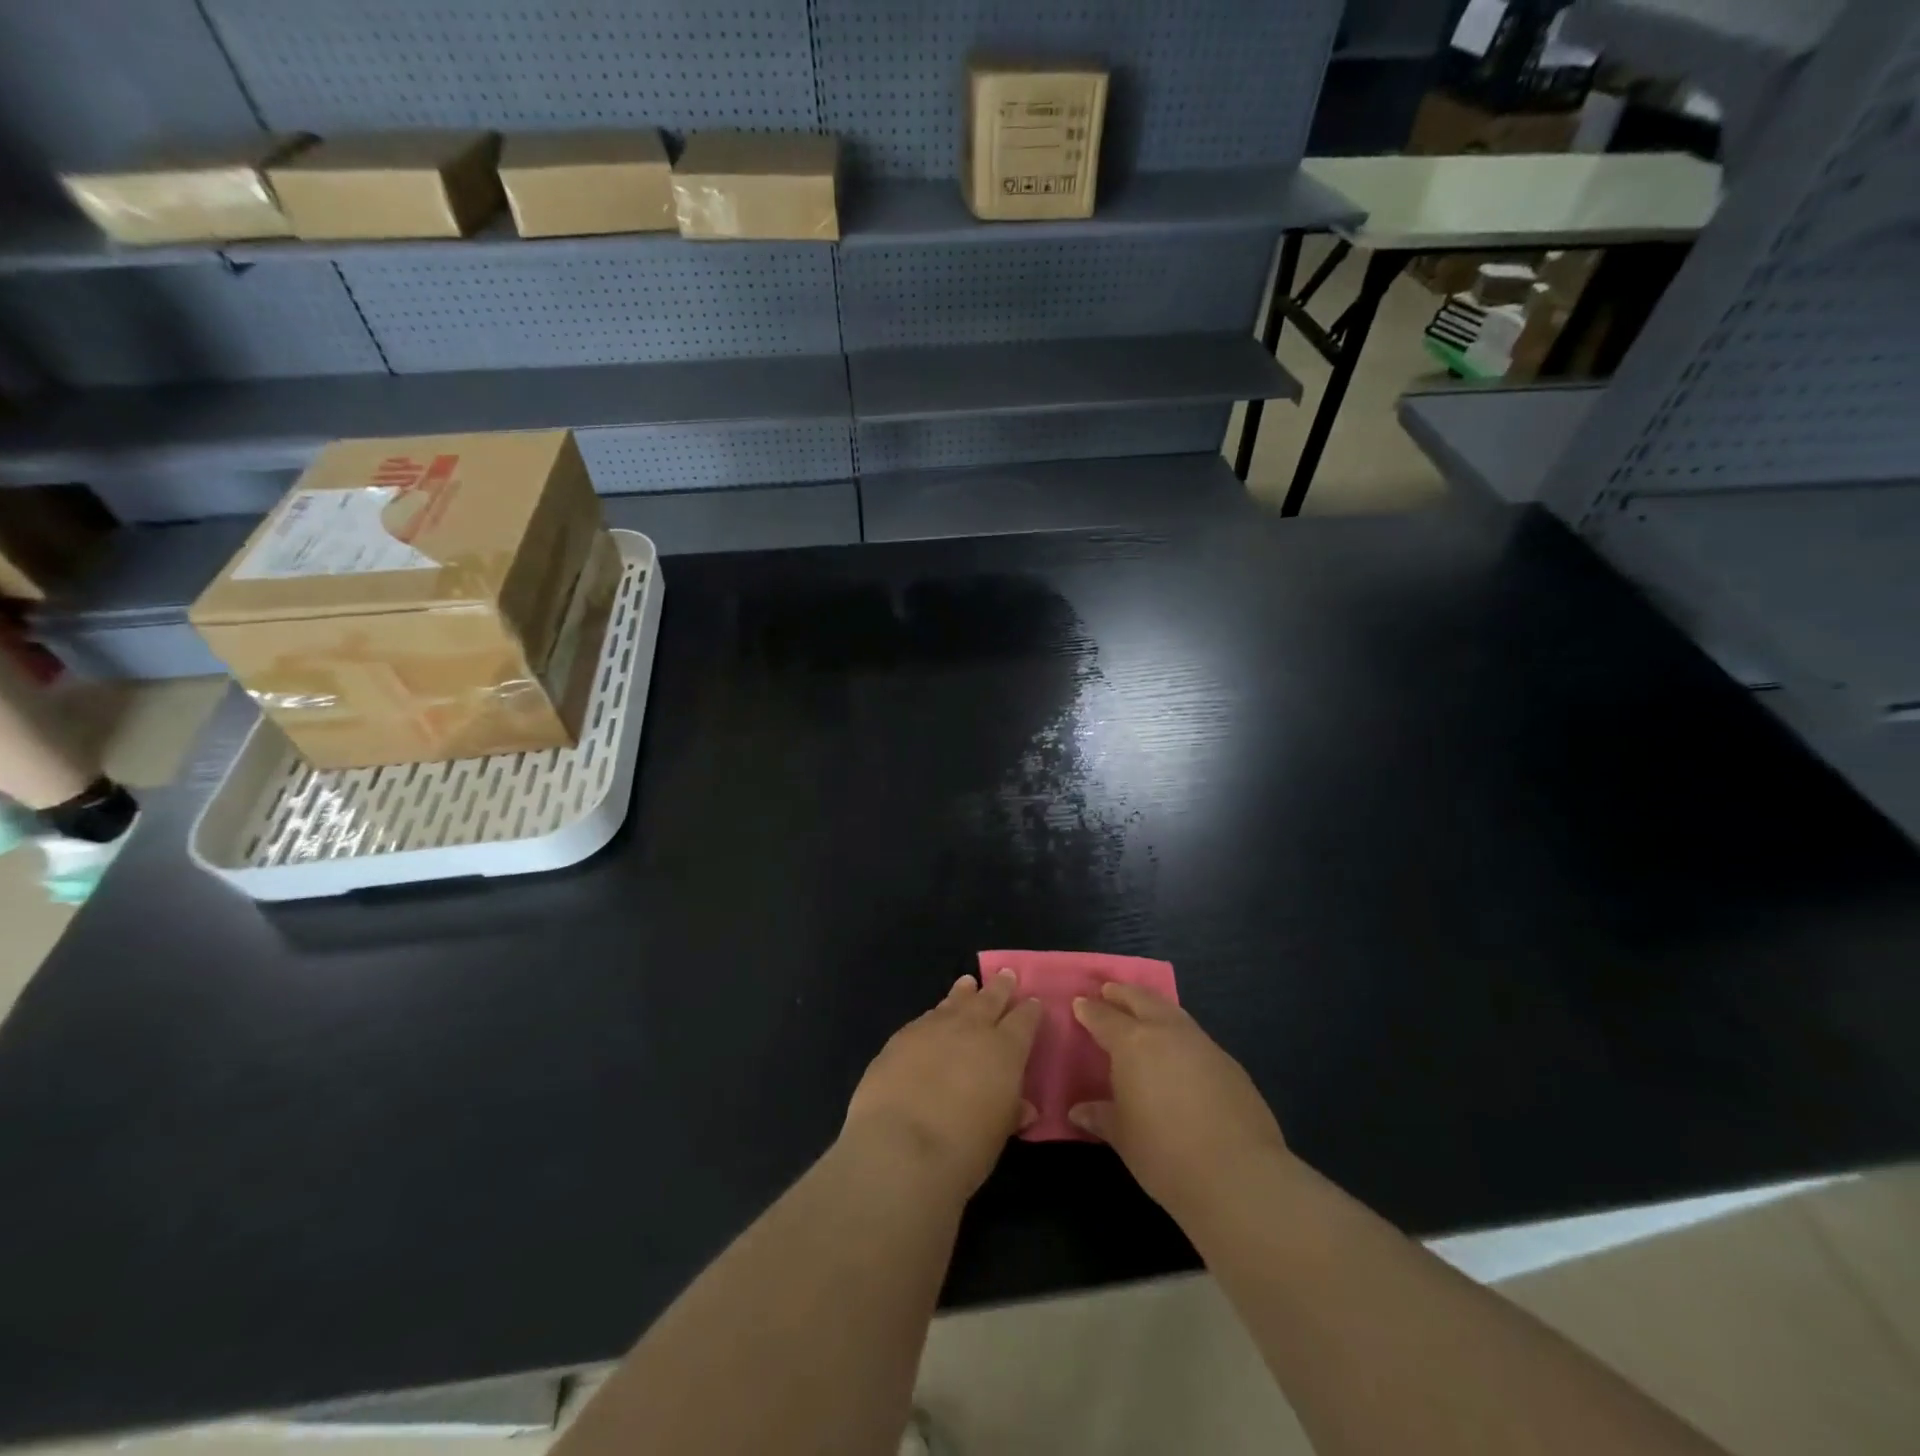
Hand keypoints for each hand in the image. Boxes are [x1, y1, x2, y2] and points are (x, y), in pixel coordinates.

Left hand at [843, 970, 1041, 1200]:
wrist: (900, 1146)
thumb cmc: (963, 1148)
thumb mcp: (998, 1134)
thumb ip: (1011, 1112)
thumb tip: (1025, 1107)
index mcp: (1005, 1049)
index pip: (1024, 1021)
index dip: (1030, 1011)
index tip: (1033, 1003)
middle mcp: (972, 1028)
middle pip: (990, 999)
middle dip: (1000, 987)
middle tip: (1006, 975)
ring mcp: (934, 1028)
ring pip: (955, 1001)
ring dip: (964, 992)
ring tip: (968, 983)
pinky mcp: (902, 1037)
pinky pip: (926, 1017)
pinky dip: (936, 1014)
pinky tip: (934, 1016)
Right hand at [1068, 983, 1289, 1221]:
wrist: (1238, 1174)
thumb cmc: (1165, 1153)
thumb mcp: (1124, 1137)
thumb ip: (1101, 1117)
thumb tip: (1078, 1111)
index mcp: (1133, 1043)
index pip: (1104, 1017)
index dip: (1089, 1010)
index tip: (1079, 1002)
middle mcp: (1167, 1032)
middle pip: (1141, 999)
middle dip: (1122, 993)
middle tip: (1108, 990)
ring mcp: (1202, 1044)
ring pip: (1172, 1011)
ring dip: (1153, 1006)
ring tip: (1143, 1010)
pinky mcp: (1229, 1063)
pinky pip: (1194, 1036)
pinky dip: (1178, 1033)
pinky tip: (1178, 1051)